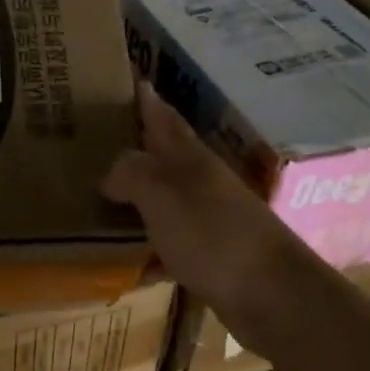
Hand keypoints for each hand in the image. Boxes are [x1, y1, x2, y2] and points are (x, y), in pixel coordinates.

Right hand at [103, 82, 340, 359]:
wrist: (271, 295)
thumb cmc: (213, 235)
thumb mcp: (163, 194)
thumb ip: (132, 174)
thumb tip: (108, 173)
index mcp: (190, 160)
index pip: (163, 118)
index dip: (146, 98)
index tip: (129, 76)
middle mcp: (201, 183)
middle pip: (164, 157)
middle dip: (137, 146)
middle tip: (98, 139)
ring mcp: (209, 221)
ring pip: (164, 201)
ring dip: (138, 199)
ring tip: (100, 199)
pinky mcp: (210, 258)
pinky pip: (168, 245)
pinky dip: (148, 250)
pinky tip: (128, 263)